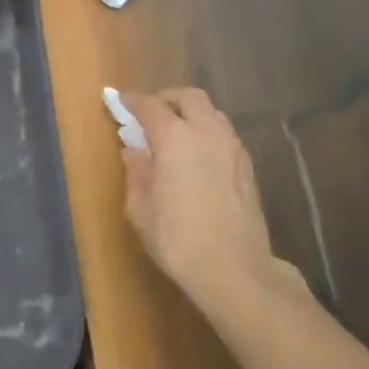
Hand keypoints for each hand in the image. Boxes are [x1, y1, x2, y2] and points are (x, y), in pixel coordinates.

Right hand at [120, 88, 300, 320]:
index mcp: (175, 138)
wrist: (236, 271)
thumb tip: (133, 152)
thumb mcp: (141, 210)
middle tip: (152, 114)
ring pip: (212, 113)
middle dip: (168, 98)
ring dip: (192, 114)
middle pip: (189, 97)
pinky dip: (208, 133)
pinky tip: (198, 156)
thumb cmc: (179, 240)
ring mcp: (232, 149)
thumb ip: (136, 173)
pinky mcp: (248, 168)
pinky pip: (225, 134)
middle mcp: (207, 133)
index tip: (121, 101)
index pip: (150, 106)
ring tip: (176, 134)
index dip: (133, 101)